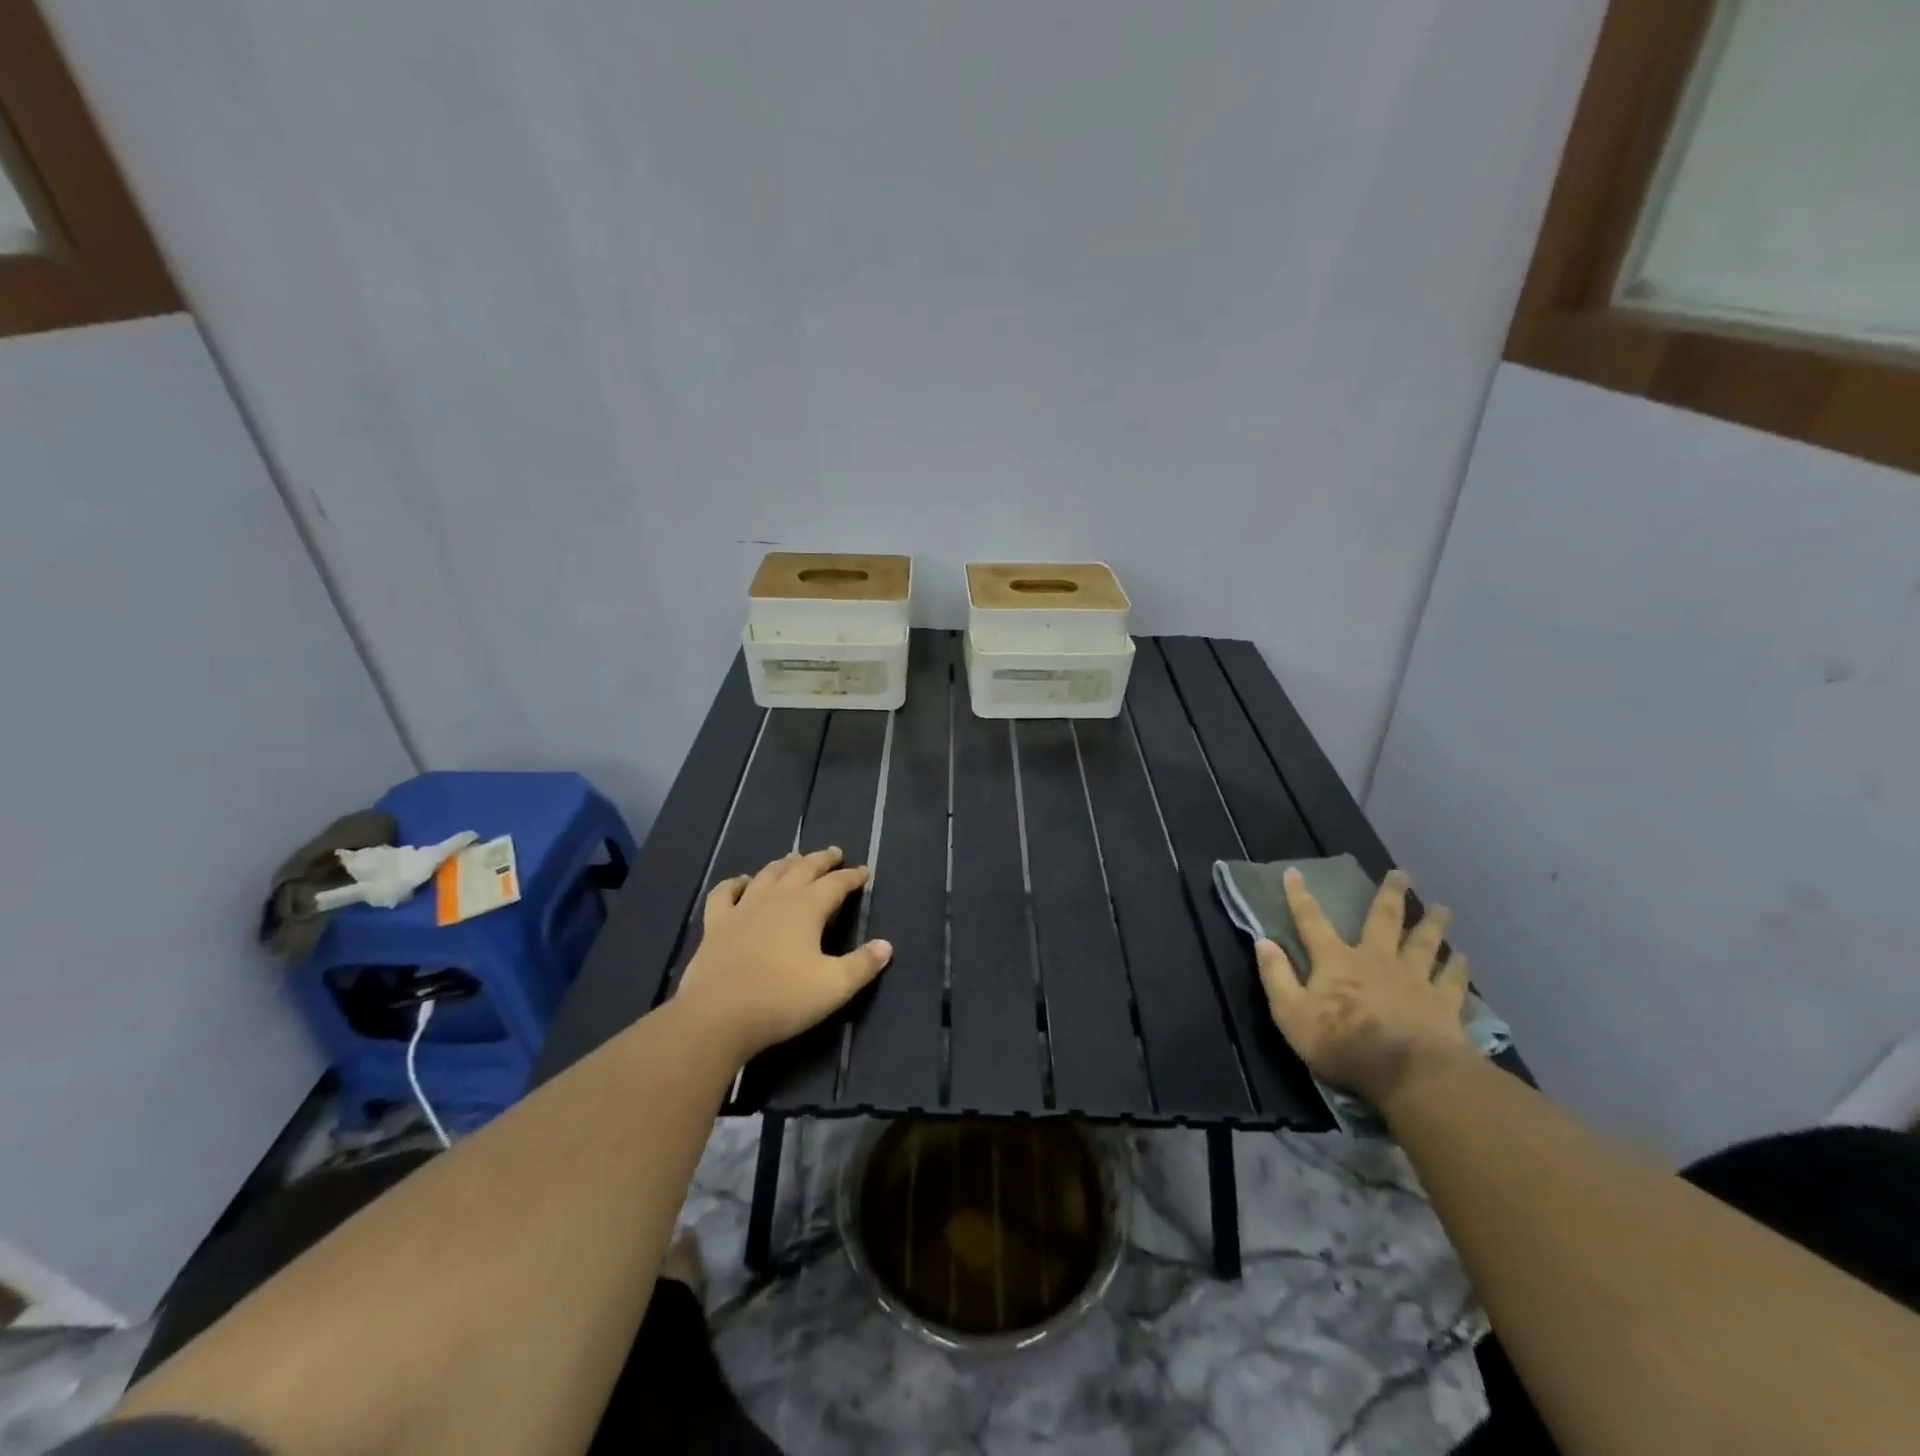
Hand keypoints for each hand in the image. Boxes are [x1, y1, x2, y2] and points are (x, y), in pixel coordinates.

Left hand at [675, 846, 891, 1063]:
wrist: (718, 1016)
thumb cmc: (782, 999)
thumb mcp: (834, 986)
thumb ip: (862, 964)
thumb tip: (886, 946)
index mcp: (807, 908)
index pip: (836, 884)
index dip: (852, 876)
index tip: (864, 871)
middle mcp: (776, 899)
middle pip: (802, 869)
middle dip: (821, 860)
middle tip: (834, 853)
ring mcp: (742, 909)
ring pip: (767, 875)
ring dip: (784, 864)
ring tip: (794, 859)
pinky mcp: (716, 925)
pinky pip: (724, 893)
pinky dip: (734, 883)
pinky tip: (741, 881)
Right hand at [1257, 868, 1475, 1109]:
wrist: (1409, 1073)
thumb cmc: (1342, 1043)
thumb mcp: (1291, 1014)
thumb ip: (1276, 976)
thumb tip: (1263, 941)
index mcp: (1336, 961)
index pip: (1311, 921)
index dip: (1299, 896)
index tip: (1294, 872)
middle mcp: (1376, 959)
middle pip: (1383, 920)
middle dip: (1390, 895)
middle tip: (1400, 874)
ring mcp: (1414, 979)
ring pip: (1424, 943)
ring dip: (1432, 924)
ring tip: (1442, 909)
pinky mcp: (1443, 1004)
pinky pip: (1452, 979)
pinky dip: (1457, 966)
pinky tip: (1463, 957)